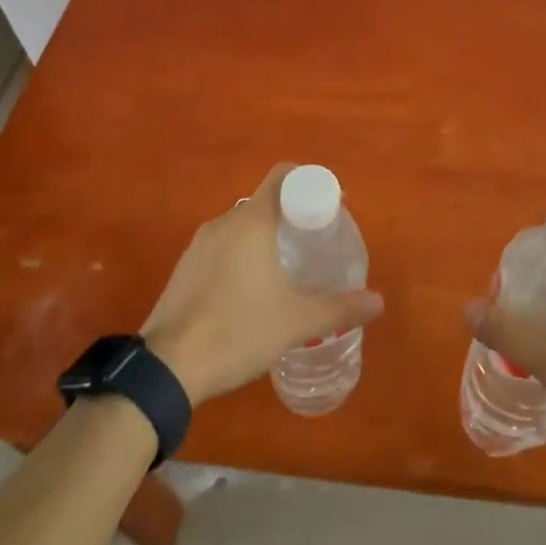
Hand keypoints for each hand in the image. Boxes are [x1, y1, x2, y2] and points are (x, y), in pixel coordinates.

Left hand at [142, 163, 383, 404]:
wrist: (166, 368)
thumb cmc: (238, 330)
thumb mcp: (297, 322)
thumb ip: (340, 308)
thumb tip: (379, 302)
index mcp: (252, 221)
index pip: (283, 176)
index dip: (309, 182)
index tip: (330, 206)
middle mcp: (224, 222)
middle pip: (264, 202)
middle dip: (292, 216)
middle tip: (316, 244)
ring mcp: (199, 245)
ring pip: (241, 227)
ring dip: (266, 238)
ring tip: (289, 269)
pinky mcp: (185, 269)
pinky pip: (222, 248)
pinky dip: (243, 255)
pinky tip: (253, 291)